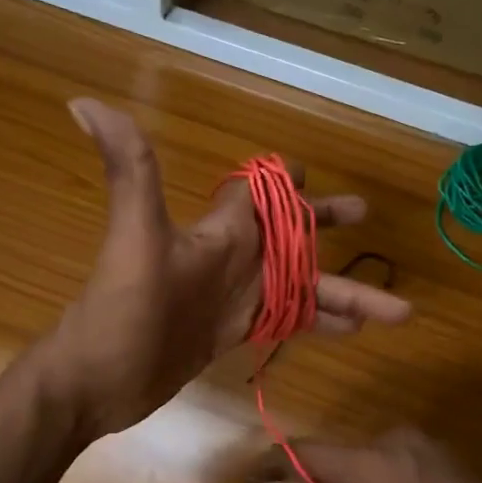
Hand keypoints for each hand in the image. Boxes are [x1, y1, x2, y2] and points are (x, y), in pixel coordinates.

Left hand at [46, 99, 411, 437]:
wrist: (96, 381)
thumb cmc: (120, 310)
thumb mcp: (133, 236)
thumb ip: (129, 169)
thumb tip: (84, 101)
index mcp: (220, 232)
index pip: (258, 192)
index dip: (285, 178)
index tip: (313, 170)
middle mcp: (232, 259)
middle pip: (291, 236)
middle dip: (327, 224)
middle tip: (366, 216)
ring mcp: (233, 299)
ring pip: (301, 288)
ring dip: (345, 294)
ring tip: (397, 311)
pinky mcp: (231, 334)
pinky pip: (286, 322)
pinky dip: (318, 324)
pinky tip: (351, 333)